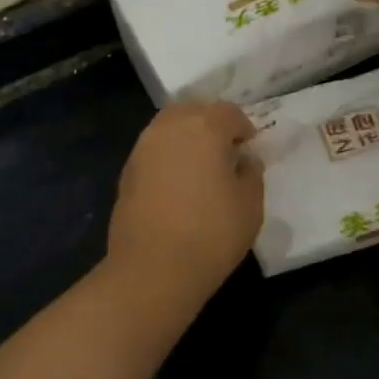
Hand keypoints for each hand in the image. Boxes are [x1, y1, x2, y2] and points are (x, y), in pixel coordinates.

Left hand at [108, 102, 263, 296]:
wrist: (153, 268)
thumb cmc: (211, 233)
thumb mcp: (250, 205)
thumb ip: (251, 174)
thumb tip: (243, 161)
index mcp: (204, 126)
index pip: (229, 113)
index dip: (243, 128)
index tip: (250, 148)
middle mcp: (169, 127)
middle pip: (193, 111)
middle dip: (211, 124)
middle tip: (225, 151)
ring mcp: (143, 147)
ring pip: (169, 127)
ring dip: (186, 138)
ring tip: (201, 167)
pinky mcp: (127, 171)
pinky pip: (154, 150)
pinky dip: (168, 157)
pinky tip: (178, 184)